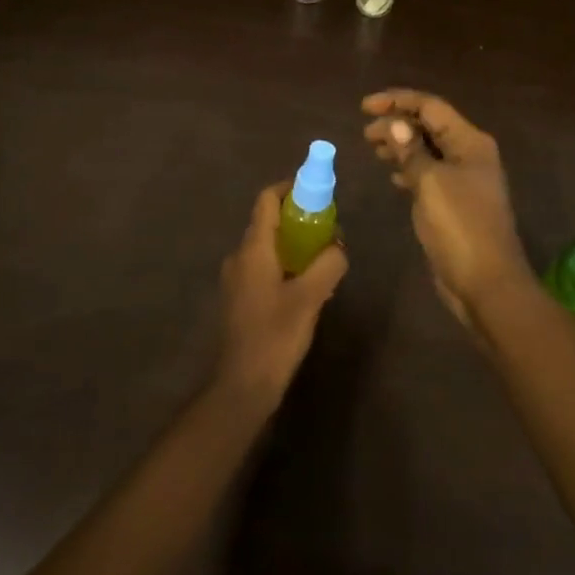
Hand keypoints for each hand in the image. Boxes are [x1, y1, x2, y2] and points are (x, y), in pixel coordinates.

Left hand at [215, 182, 348, 405]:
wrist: (241, 387)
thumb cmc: (274, 336)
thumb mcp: (310, 297)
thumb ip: (328, 264)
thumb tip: (338, 246)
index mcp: (253, 248)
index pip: (267, 199)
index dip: (290, 187)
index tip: (316, 190)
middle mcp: (240, 256)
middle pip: (268, 220)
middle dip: (298, 216)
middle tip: (328, 227)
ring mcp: (236, 278)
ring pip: (267, 245)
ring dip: (293, 242)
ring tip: (322, 256)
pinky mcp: (240, 299)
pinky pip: (264, 266)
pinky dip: (285, 262)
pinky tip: (305, 284)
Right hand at [362, 91, 533, 330]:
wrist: (487, 283)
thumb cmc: (460, 227)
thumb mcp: (430, 183)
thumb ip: (411, 150)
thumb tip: (396, 123)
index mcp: (469, 142)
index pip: (430, 107)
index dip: (397, 101)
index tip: (364, 107)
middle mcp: (469, 154)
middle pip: (429, 126)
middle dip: (397, 123)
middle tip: (366, 133)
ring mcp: (464, 179)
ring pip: (427, 149)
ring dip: (401, 145)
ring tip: (373, 148)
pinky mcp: (455, 202)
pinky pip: (429, 173)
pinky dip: (409, 168)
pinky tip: (392, 176)